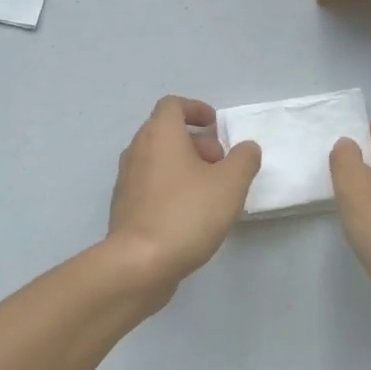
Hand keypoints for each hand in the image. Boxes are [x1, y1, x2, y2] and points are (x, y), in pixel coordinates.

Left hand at [103, 96, 261, 303]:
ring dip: (184, 166)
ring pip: (158, 160)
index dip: (195, 109)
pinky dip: (171, 187)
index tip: (215, 125)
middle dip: (197, 143)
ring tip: (211, 192)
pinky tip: (190, 215)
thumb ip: (244, 159)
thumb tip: (246, 148)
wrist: (139, 264)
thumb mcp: (230, 184)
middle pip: (166, 132)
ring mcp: (127, 179)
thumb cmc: (186, 213)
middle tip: (221, 164)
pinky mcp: (124, 207)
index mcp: (159, 134)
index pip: (172, 105)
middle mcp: (137, 150)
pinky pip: (151, 185)